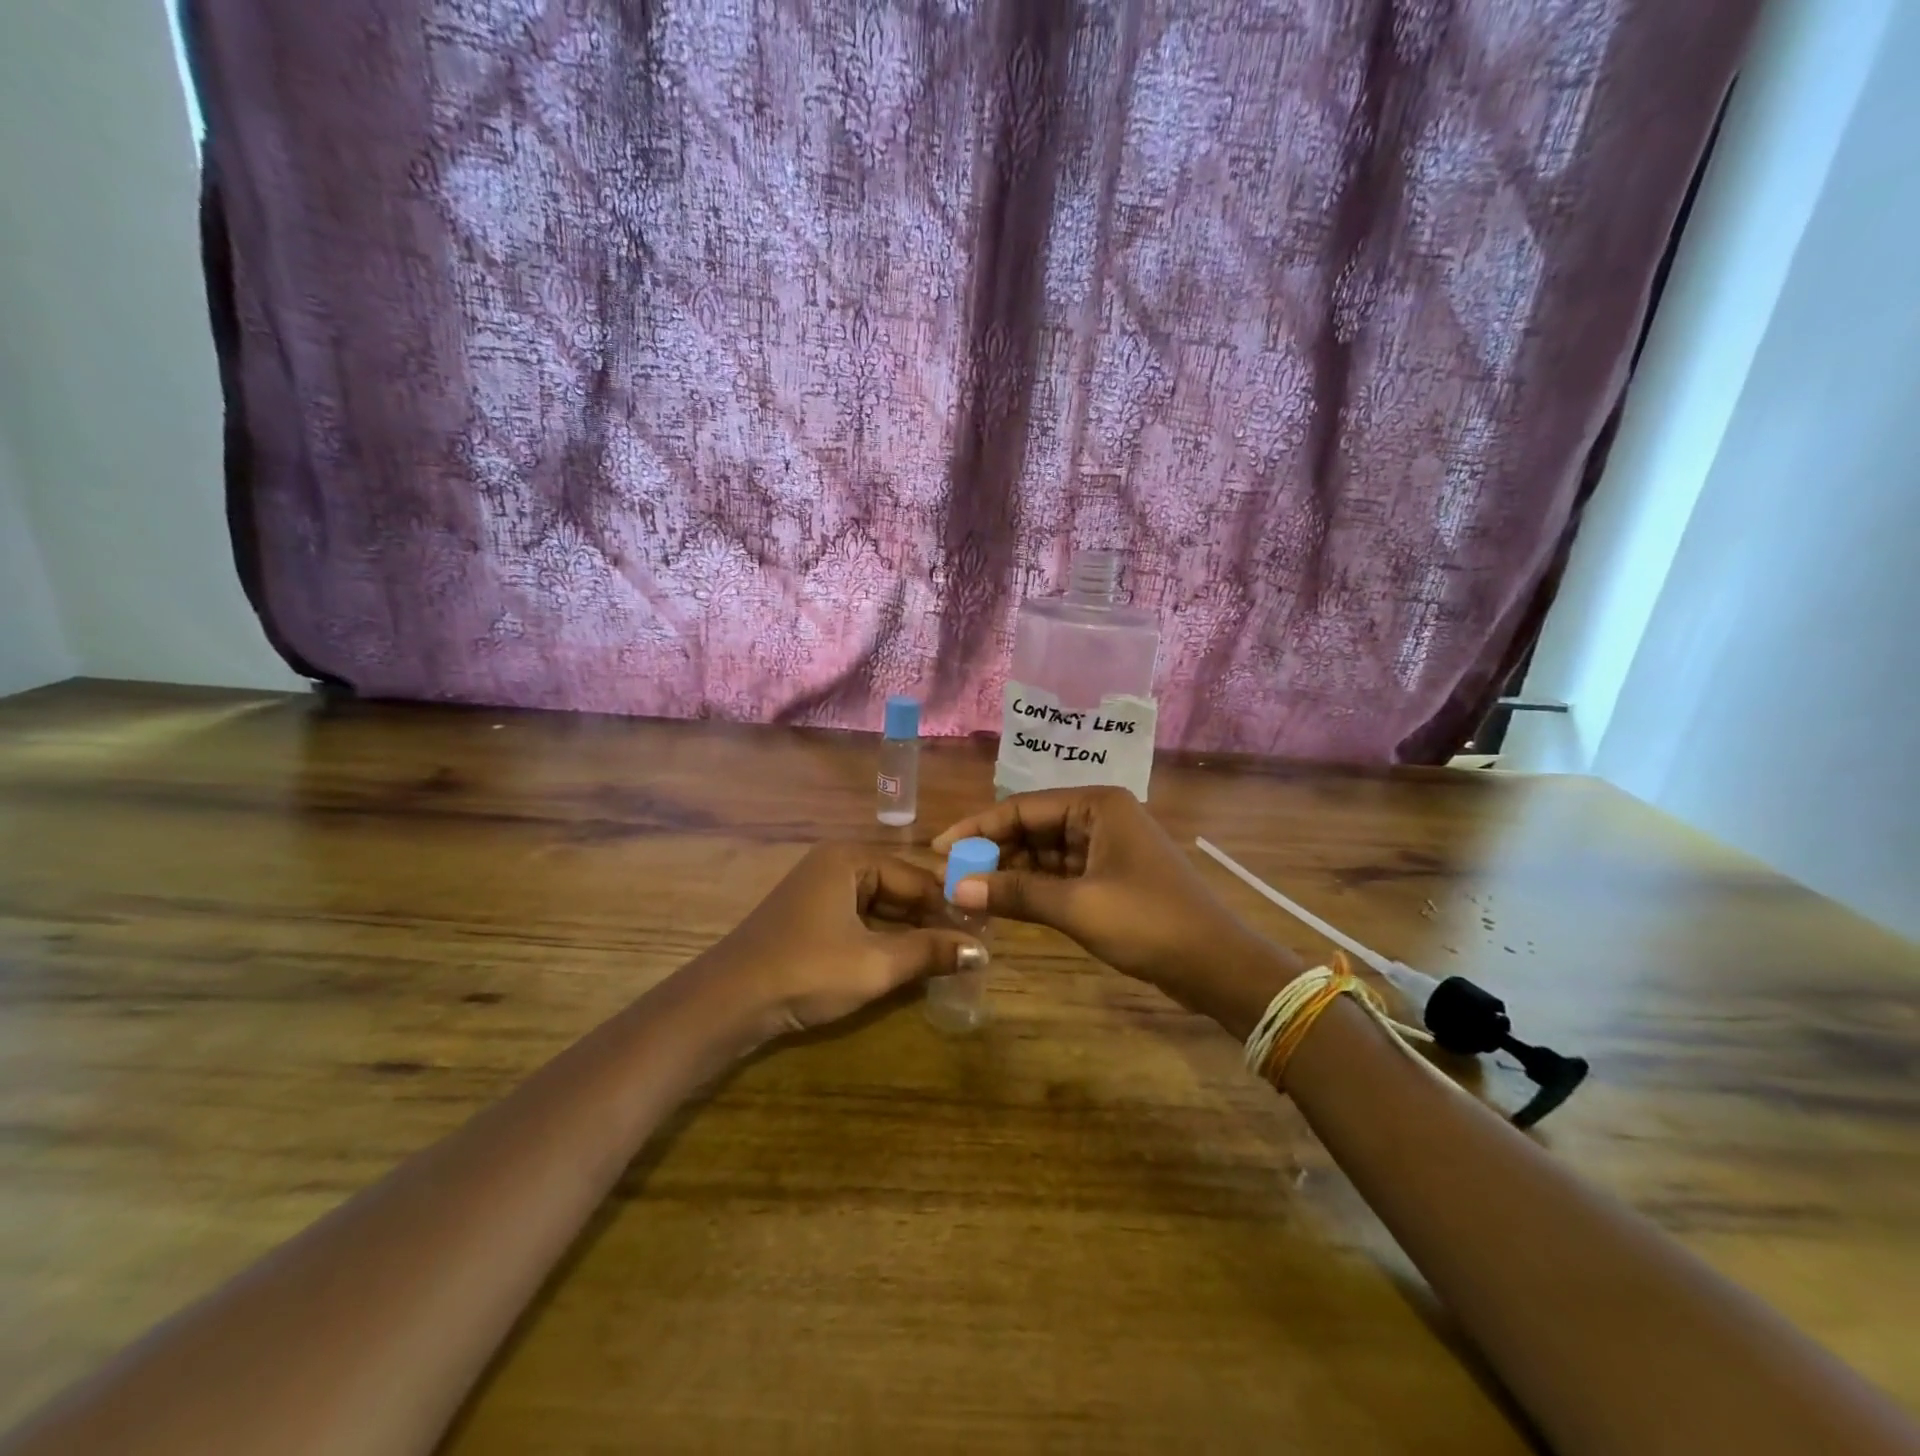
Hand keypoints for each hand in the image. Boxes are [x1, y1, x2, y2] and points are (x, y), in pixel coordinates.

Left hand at [698, 843, 986, 1037]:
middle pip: (899, 887)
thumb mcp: (875, 964)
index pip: (917, 877)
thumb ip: (930, 953)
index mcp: (851, 859)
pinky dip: (885, 939)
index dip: (952, 905)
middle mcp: (836, 865)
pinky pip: (860, 920)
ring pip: (880, 906)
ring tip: (948, 956)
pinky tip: (908, 961)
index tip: (985, 931)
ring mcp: (819, 891)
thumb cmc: (806, 971)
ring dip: (910, 931)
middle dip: (933, 918)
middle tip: (971, 946)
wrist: (726, 1003)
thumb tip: (981, 951)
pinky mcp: (810, 918)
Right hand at [933, 788, 1302, 1035]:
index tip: (939, 849)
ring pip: (1044, 852)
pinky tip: (1003, 902)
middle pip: (1031, 827)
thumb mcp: (1077, 906)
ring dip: (1010, 871)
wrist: (1216, 964)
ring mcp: (1106, 846)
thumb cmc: (1148, 923)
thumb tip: (953, 887)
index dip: (977, 828)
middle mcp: (1099, 816)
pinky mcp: (1110, 876)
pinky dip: (1033, 887)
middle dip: (992, 851)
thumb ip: (1015, 893)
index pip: (1021, 807)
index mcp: (1096, 805)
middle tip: (949, 876)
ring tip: (968, 890)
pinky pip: (1060, 873)